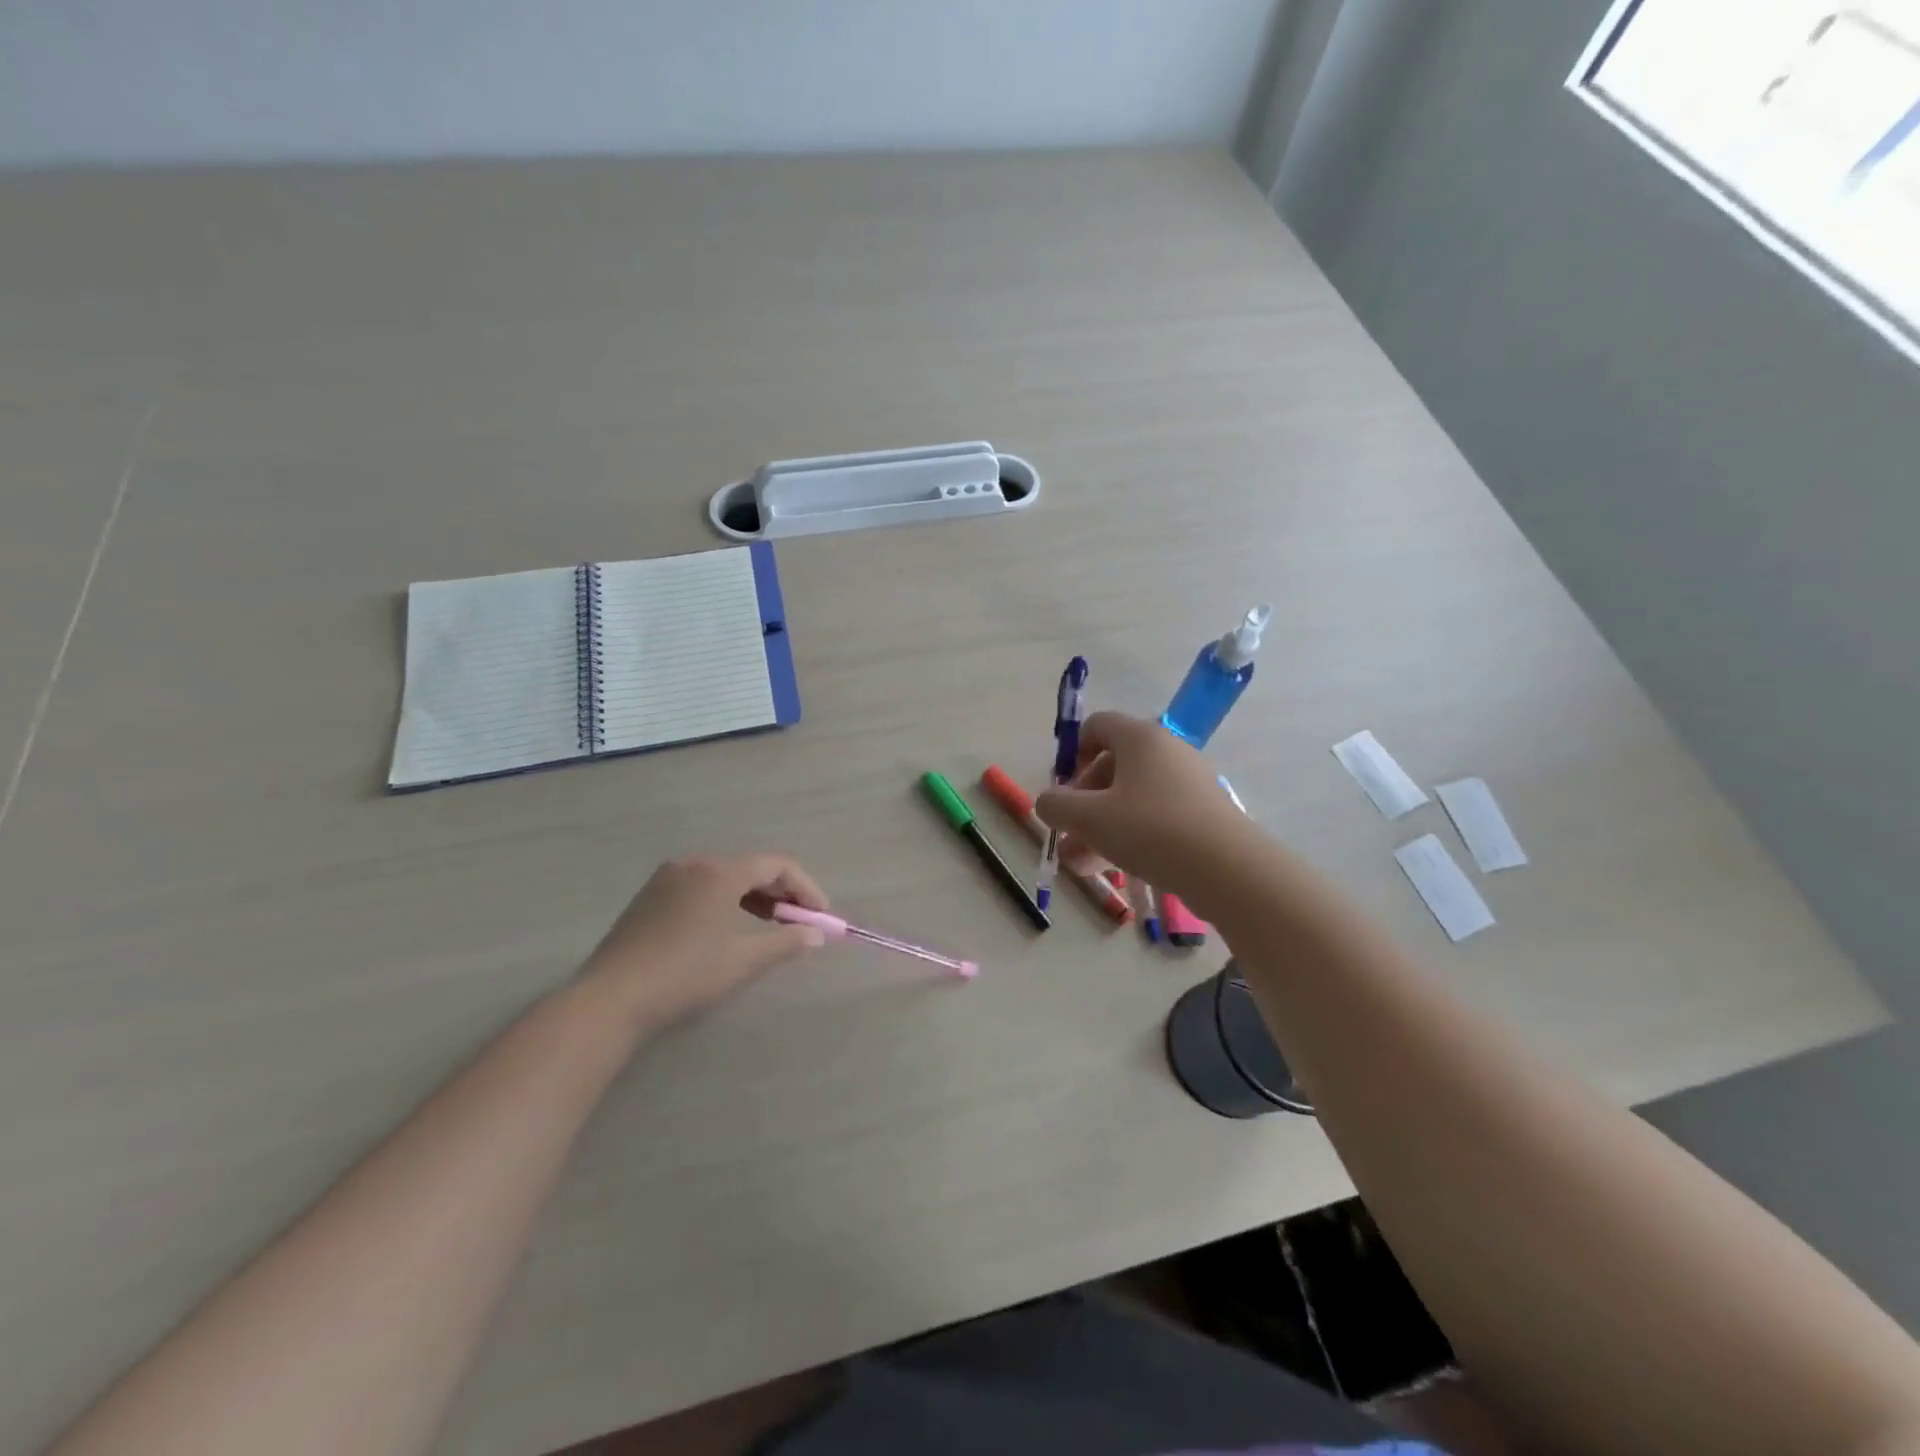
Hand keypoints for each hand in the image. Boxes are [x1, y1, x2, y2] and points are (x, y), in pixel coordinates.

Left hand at [580, 853, 830, 1031]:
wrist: (610, 1000)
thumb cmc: (686, 974)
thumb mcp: (744, 960)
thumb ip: (787, 943)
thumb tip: (816, 936)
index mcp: (720, 871)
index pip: (777, 865)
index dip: (806, 888)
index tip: (821, 917)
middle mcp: (694, 863)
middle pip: (752, 868)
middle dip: (782, 894)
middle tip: (799, 923)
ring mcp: (668, 878)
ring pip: (726, 877)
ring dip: (755, 898)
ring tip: (769, 928)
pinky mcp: (650, 896)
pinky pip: (702, 887)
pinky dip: (726, 901)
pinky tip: (728, 929)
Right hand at [1034, 712, 1260, 905]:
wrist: (1227, 868)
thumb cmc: (1150, 829)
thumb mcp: (1089, 817)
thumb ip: (1056, 805)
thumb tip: (1047, 802)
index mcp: (1139, 738)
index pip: (1097, 726)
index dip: (1073, 753)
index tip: (1065, 789)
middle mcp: (1166, 751)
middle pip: (1112, 766)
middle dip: (1083, 803)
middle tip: (1069, 836)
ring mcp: (1188, 782)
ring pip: (1131, 798)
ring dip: (1101, 827)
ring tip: (1081, 865)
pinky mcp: (1201, 813)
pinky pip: (1155, 816)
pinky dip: (1130, 836)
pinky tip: (1114, 869)